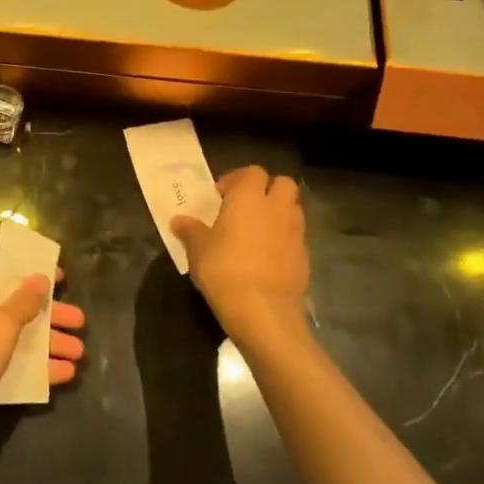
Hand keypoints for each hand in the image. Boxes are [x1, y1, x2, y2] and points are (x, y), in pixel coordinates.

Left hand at [0, 272, 87, 455]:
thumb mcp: (2, 323)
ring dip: (51, 346)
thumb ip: (24, 301)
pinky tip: (66, 374)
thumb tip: (39, 277)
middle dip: (51, 318)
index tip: (62, 279)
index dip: (35, 279)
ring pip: (23, 342)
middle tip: (80, 322)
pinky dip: (41, 369)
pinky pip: (19, 367)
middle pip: (21, 313)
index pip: (9, 281)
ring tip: (79, 353)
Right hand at [173, 166, 309, 347]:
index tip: (221, 196)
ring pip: (292, 209)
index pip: (252, 172)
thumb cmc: (224, 270)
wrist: (263, 311)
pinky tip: (266, 258)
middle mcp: (277, 208)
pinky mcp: (305, 256)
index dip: (237, 179)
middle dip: (267, 190)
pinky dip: (283, 239)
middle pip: (282, 184)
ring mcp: (295, 232)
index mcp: (249, 198)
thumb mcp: (198, 250)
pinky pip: (295, 237)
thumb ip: (190, 231)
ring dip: (277, 213)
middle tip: (245, 208)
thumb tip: (179, 220)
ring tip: (255, 232)